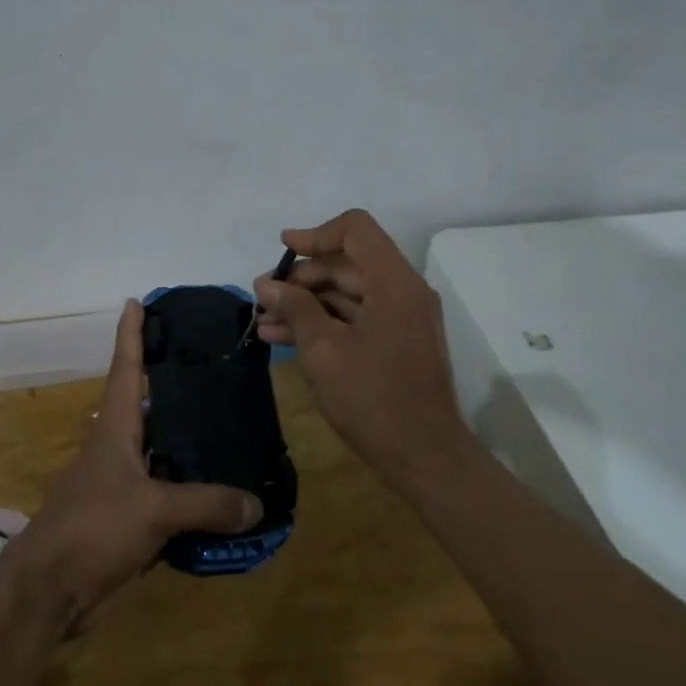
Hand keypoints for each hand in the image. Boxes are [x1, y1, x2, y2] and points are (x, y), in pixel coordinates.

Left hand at [20, 300, 261, 618]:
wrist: (49, 589)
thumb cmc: (93, 528)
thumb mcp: (153, 510)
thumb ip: (206, 504)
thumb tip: (257, 504)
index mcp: (115, 429)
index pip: (125, 369)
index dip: (130, 334)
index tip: (135, 301)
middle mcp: (115, 447)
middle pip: (143, 403)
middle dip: (168, 380)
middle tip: (208, 362)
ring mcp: (118, 482)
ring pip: (157, 448)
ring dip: (183, 435)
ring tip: (225, 420)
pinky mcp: (124, 516)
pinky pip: (163, 490)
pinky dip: (187, 484)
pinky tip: (216, 488)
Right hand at [254, 208, 467, 474]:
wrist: (423, 456)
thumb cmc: (372, 397)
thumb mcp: (323, 349)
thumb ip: (295, 308)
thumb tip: (267, 285)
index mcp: (394, 282)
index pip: (355, 230)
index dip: (315, 235)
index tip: (282, 251)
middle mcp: (403, 292)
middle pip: (347, 264)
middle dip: (301, 278)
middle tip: (262, 297)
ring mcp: (401, 319)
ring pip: (346, 294)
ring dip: (305, 304)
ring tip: (262, 321)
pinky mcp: (395, 344)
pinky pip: (354, 319)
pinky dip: (322, 323)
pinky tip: (282, 338)